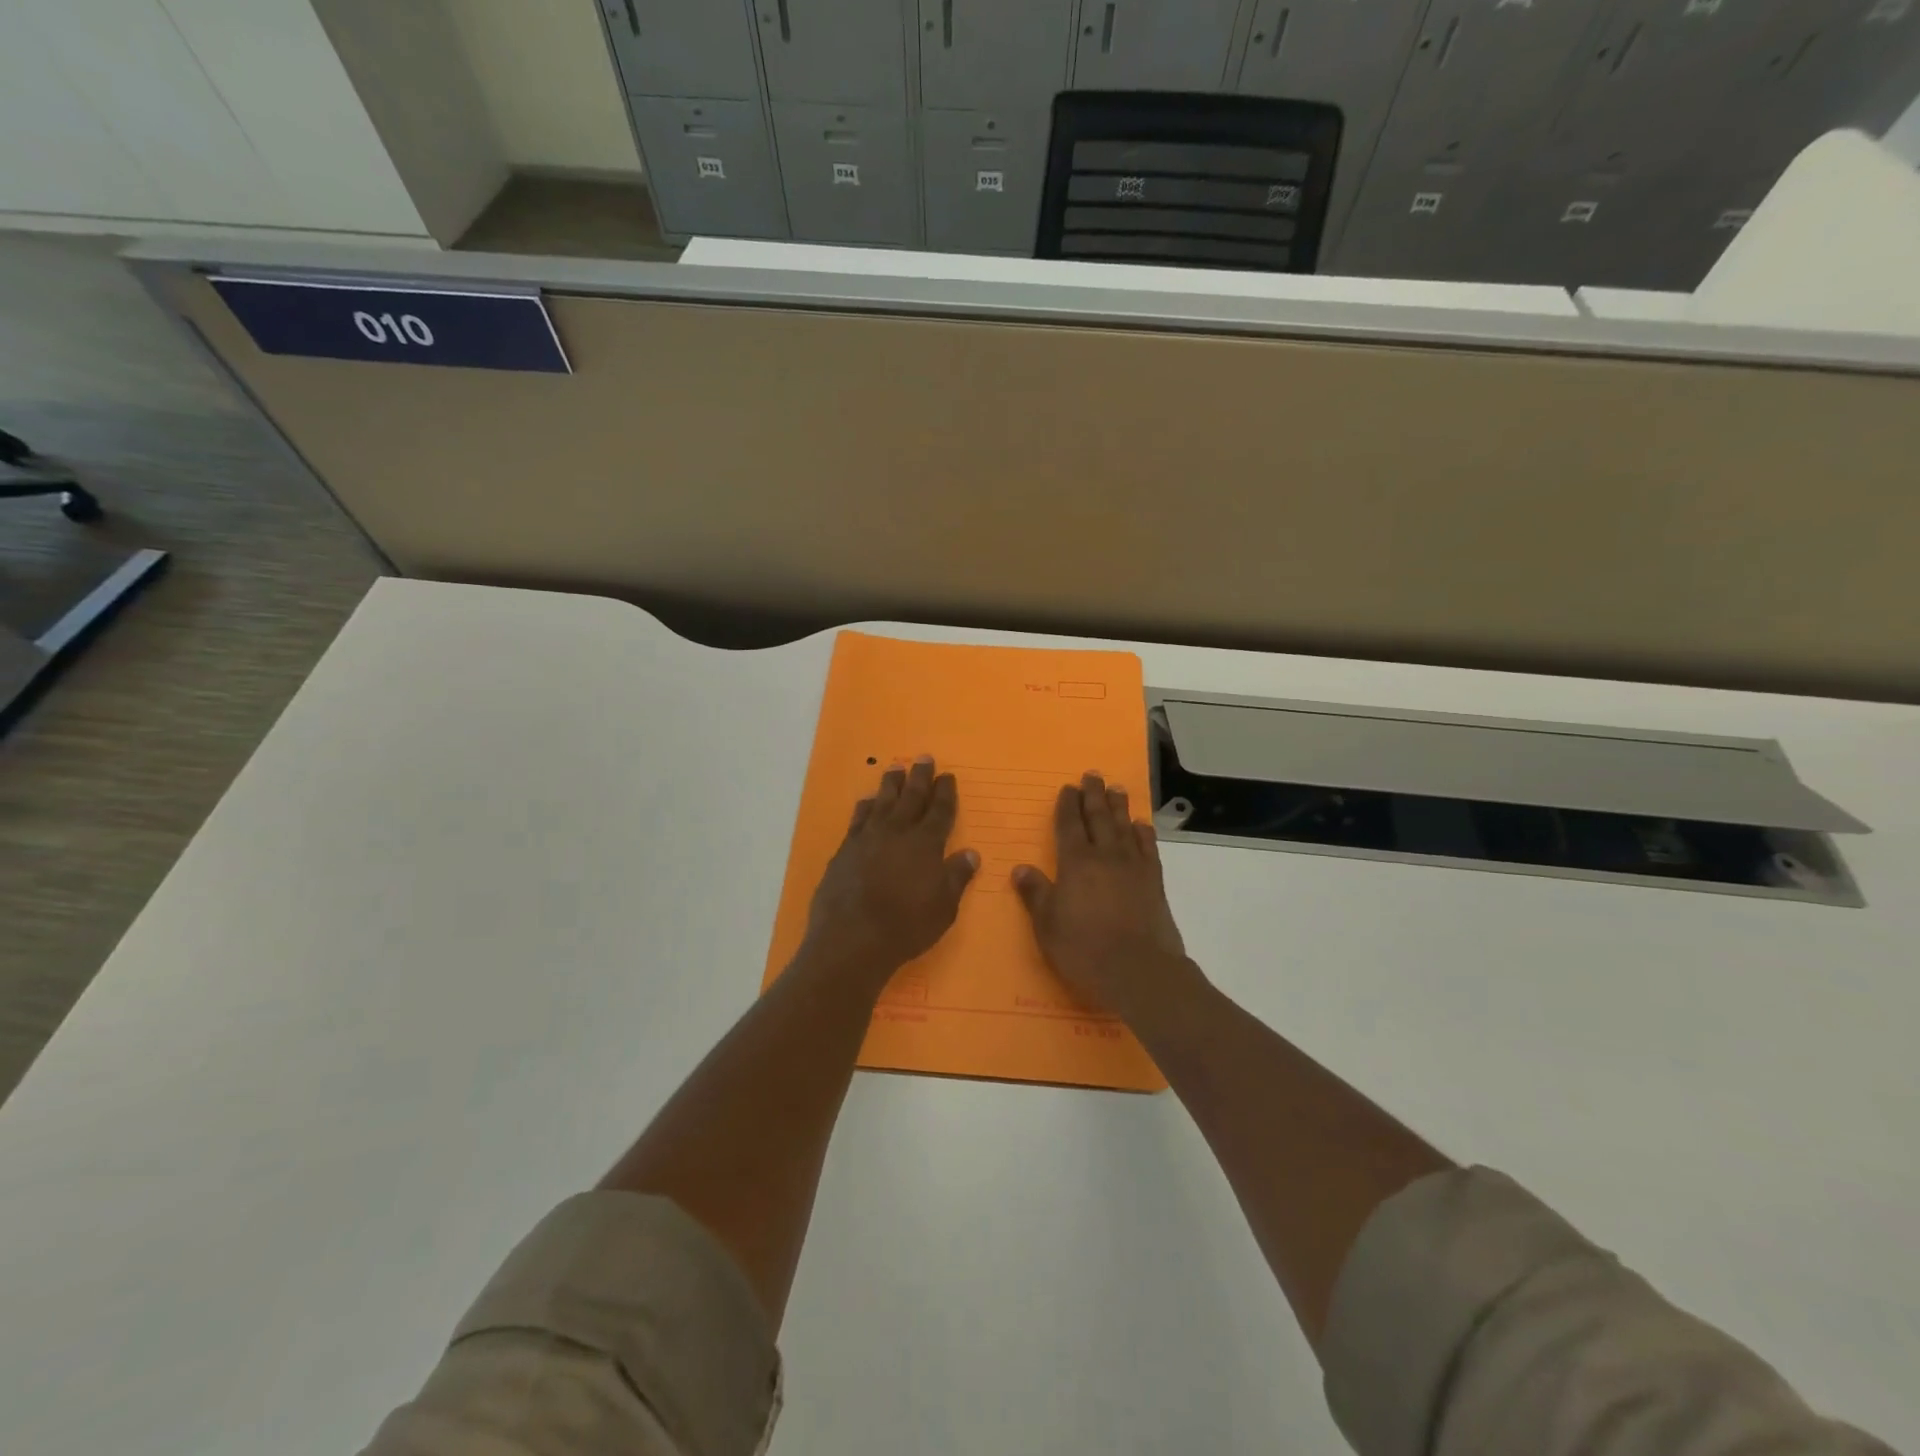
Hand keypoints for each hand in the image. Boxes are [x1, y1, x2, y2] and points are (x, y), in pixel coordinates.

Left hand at [799, 756, 977, 991]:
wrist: (852, 938)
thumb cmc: (906, 926)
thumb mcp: (944, 907)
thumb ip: (956, 877)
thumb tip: (971, 853)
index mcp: (926, 844)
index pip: (940, 810)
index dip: (945, 792)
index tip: (947, 775)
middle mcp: (898, 832)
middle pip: (911, 797)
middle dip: (920, 777)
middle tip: (924, 758)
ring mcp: (868, 838)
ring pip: (882, 801)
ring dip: (891, 784)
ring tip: (895, 768)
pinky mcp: (845, 850)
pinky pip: (858, 819)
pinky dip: (864, 807)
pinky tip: (866, 801)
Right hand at [1014, 773, 1190, 1021]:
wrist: (1138, 970)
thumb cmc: (1084, 949)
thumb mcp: (1047, 925)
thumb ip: (1036, 894)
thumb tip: (1021, 868)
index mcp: (1076, 863)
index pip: (1069, 825)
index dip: (1067, 805)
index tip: (1068, 787)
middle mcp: (1105, 856)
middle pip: (1098, 818)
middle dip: (1093, 795)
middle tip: (1093, 775)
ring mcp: (1133, 867)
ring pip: (1124, 827)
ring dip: (1119, 806)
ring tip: (1117, 788)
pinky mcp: (1154, 882)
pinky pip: (1148, 848)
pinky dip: (1143, 833)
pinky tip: (1141, 825)